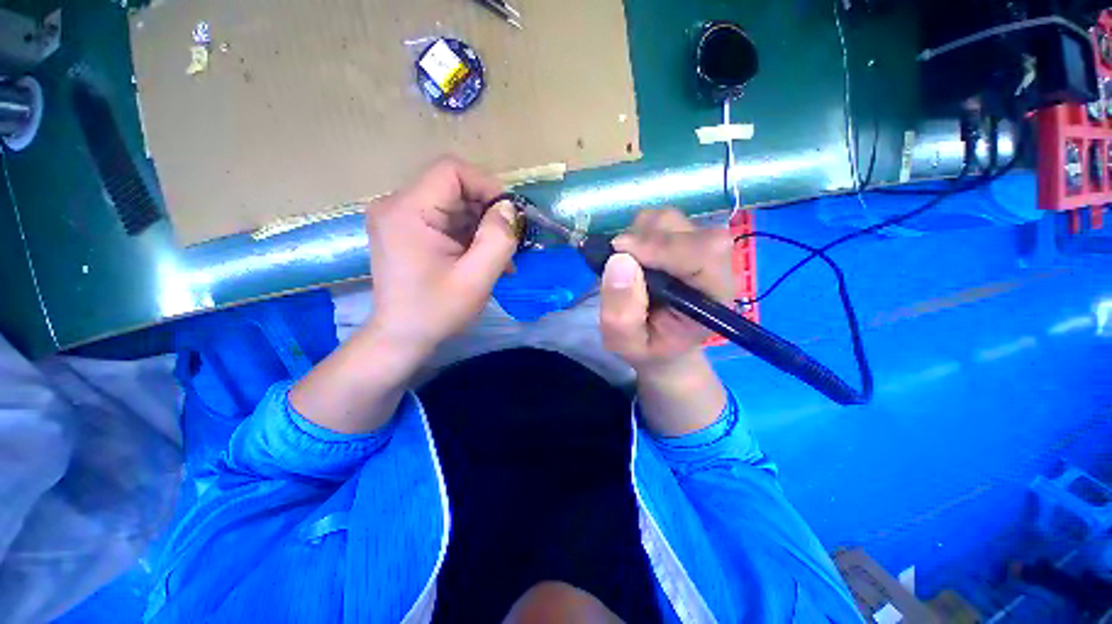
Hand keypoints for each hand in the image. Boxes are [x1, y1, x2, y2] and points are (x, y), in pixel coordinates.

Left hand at [364, 157, 518, 359]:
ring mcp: (399, 217)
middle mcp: (396, 205)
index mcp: (407, 211)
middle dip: (487, 212)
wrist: (401, 337)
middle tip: (507, 244)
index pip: (452, 171)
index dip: (487, 186)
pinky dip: (468, 235)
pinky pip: (445, 219)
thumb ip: (497, 240)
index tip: (508, 217)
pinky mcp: (405, 229)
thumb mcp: (476, 279)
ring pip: (453, 204)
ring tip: (498, 259)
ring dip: (480, 227)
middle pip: (453, 187)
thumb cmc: (436, 311)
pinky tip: (481, 259)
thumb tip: (509, 209)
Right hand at [600, 208, 733, 377]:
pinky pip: (656, 221)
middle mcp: (714, 263)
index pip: (703, 253)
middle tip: (617, 265)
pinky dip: (636, 233)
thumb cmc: (650, 347)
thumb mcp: (627, 344)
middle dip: (642, 240)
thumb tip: (618, 260)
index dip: (662, 247)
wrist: (663, 341)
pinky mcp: (682, 237)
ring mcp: (697, 245)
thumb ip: (622, 314)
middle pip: (683, 228)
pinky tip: (632, 258)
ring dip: (637, 236)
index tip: (620, 255)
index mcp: (713, 295)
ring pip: (667, 219)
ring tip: (626, 265)